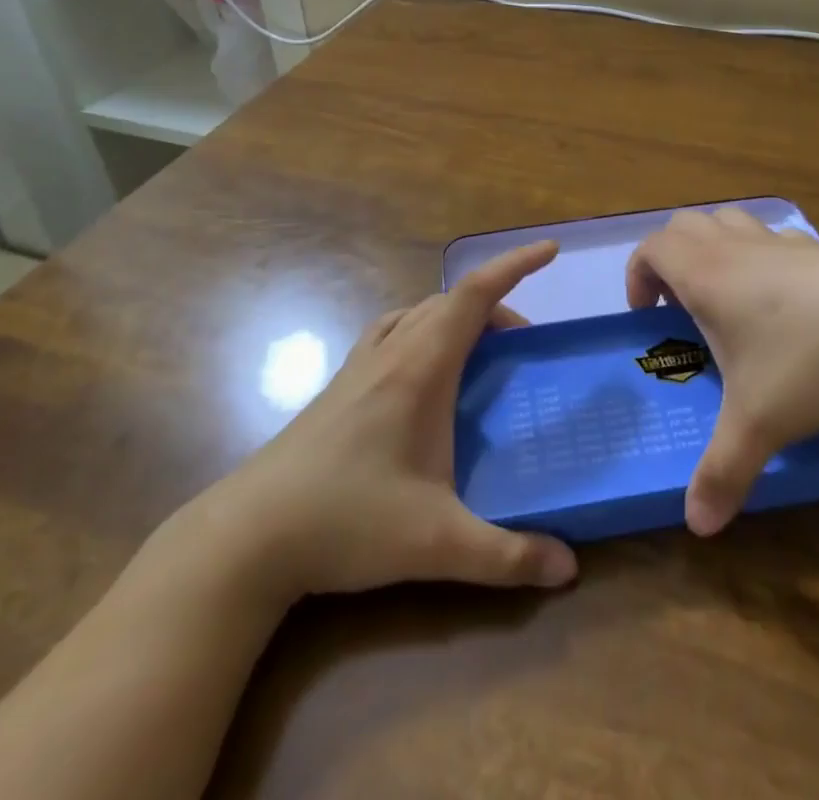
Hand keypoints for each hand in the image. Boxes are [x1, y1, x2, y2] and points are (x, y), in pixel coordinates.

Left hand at [179, 242, 577, 600]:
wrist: (249, 535)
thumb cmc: (346, 522)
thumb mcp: (435, 545)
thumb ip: (506, 556)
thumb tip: (569, 569)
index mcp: (420, 368)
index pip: (474, 294)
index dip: (514, 265)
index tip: (549, 249)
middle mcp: (391, 353)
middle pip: (450, 301)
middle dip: (496, 307)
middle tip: (525, 347)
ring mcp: (359, 366)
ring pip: (418, 313)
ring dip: (456, 316)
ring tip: (480, 353)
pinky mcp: (339, 386)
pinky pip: (392, 332)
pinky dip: (422, 329)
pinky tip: (422, 373)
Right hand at [625, 210, 818, 535]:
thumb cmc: (810, 356)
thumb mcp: (760, 422)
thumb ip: (722, 471)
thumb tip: (696, 526)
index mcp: (705, 274)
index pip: (651, 249)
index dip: (638, 276)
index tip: (648, 317)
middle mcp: (734, 248)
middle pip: (684, 225)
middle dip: (671, 259)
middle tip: (681, 305)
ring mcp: (778, 241)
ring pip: (728, 221)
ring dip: (714, 248)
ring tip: (727, 296)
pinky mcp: (817, 247)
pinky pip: (773, 238)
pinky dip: (762, 256)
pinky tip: (784, 298)